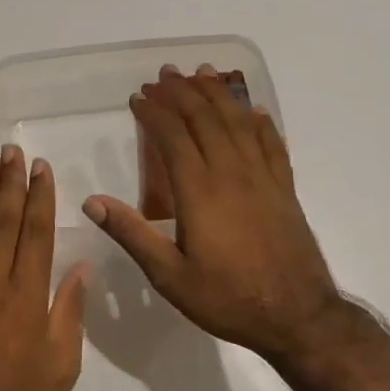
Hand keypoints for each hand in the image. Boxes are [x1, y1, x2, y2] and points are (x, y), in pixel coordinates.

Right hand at [84, 65, 342, 361]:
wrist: (298, 317)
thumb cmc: (228, 299)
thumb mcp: (169, 276)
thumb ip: (132, 234)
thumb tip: (91, 202)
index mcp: (200, 192)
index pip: (173, 137)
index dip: (154, 112)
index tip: (138, 97)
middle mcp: (232, 174)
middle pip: (206, 119)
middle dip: (182, 92)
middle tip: (164, 75)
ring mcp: (263, 178)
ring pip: (239, 123)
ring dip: (219, 94)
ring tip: (203, 73)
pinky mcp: (285, 189)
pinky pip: (273, 144)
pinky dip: (261, 122)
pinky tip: (255, 110)